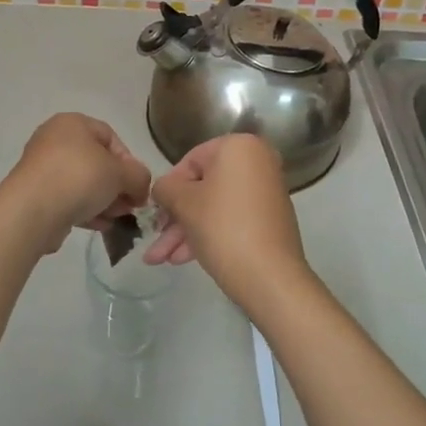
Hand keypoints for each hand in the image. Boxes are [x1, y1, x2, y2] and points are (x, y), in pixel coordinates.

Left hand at [0, 113, 151, 253]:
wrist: (33, 210)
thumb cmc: (80, 177)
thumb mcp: (120, 173)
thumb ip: (139, 176)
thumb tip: (141, 188)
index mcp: (72, 123)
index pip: (110, 137)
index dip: (129, 161)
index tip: (138, 185)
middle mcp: (54, 140)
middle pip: (96, 162)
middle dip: (117, 185)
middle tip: (130, 206)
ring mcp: (42, 168)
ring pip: (83, 182)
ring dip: (104, 200)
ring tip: (116, 218)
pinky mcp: (36, 194)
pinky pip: (68, 198)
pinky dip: (85, 210)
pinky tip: (99, 226)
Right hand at [145, 134, 311, 306]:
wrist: (270, 278)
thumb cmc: (223, 227)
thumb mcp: (183, 203)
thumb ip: (164, 188)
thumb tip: (162, 189)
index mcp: (239, 147)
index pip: (190, 161)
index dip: (168, 188)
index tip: (154, 212)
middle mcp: (257, 162)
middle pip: (202, 187)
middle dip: (174, 217)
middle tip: (154, 240)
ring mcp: (266, 193)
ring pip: (214, 207)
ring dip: (185, 231)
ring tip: (159, 260)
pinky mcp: (269, 220)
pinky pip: (231, 219)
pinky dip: (208, 234)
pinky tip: (183, 259)